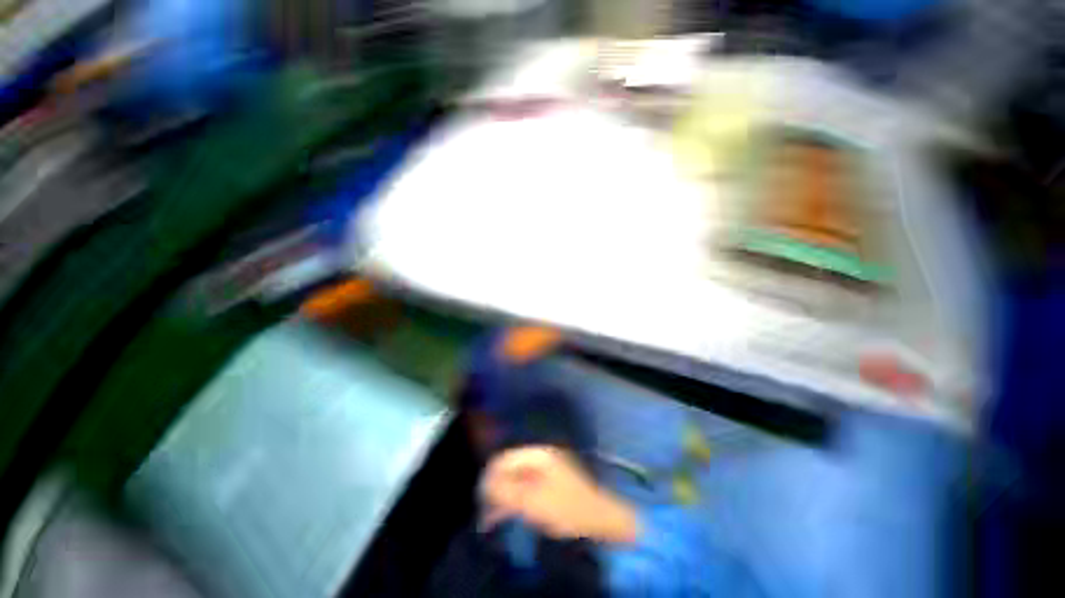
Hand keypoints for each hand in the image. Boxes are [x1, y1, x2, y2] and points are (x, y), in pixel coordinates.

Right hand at [480, 445, 639, 543]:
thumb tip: (484, 483)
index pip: (505, 458)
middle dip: (496, 488)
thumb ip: (506, 491)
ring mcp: (546, 469)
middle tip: (485, 511)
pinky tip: (507, 513)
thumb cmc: (566, 507)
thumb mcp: (533, 501)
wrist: (599, 517)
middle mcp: (540, 456)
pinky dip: (516, 499)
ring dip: (504, 496)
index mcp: (537, 454)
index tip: (481, 497)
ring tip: (491, 518)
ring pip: (517, 479)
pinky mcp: (549, 482)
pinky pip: (526, 486)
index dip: (490, 476)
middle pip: (510, 468)